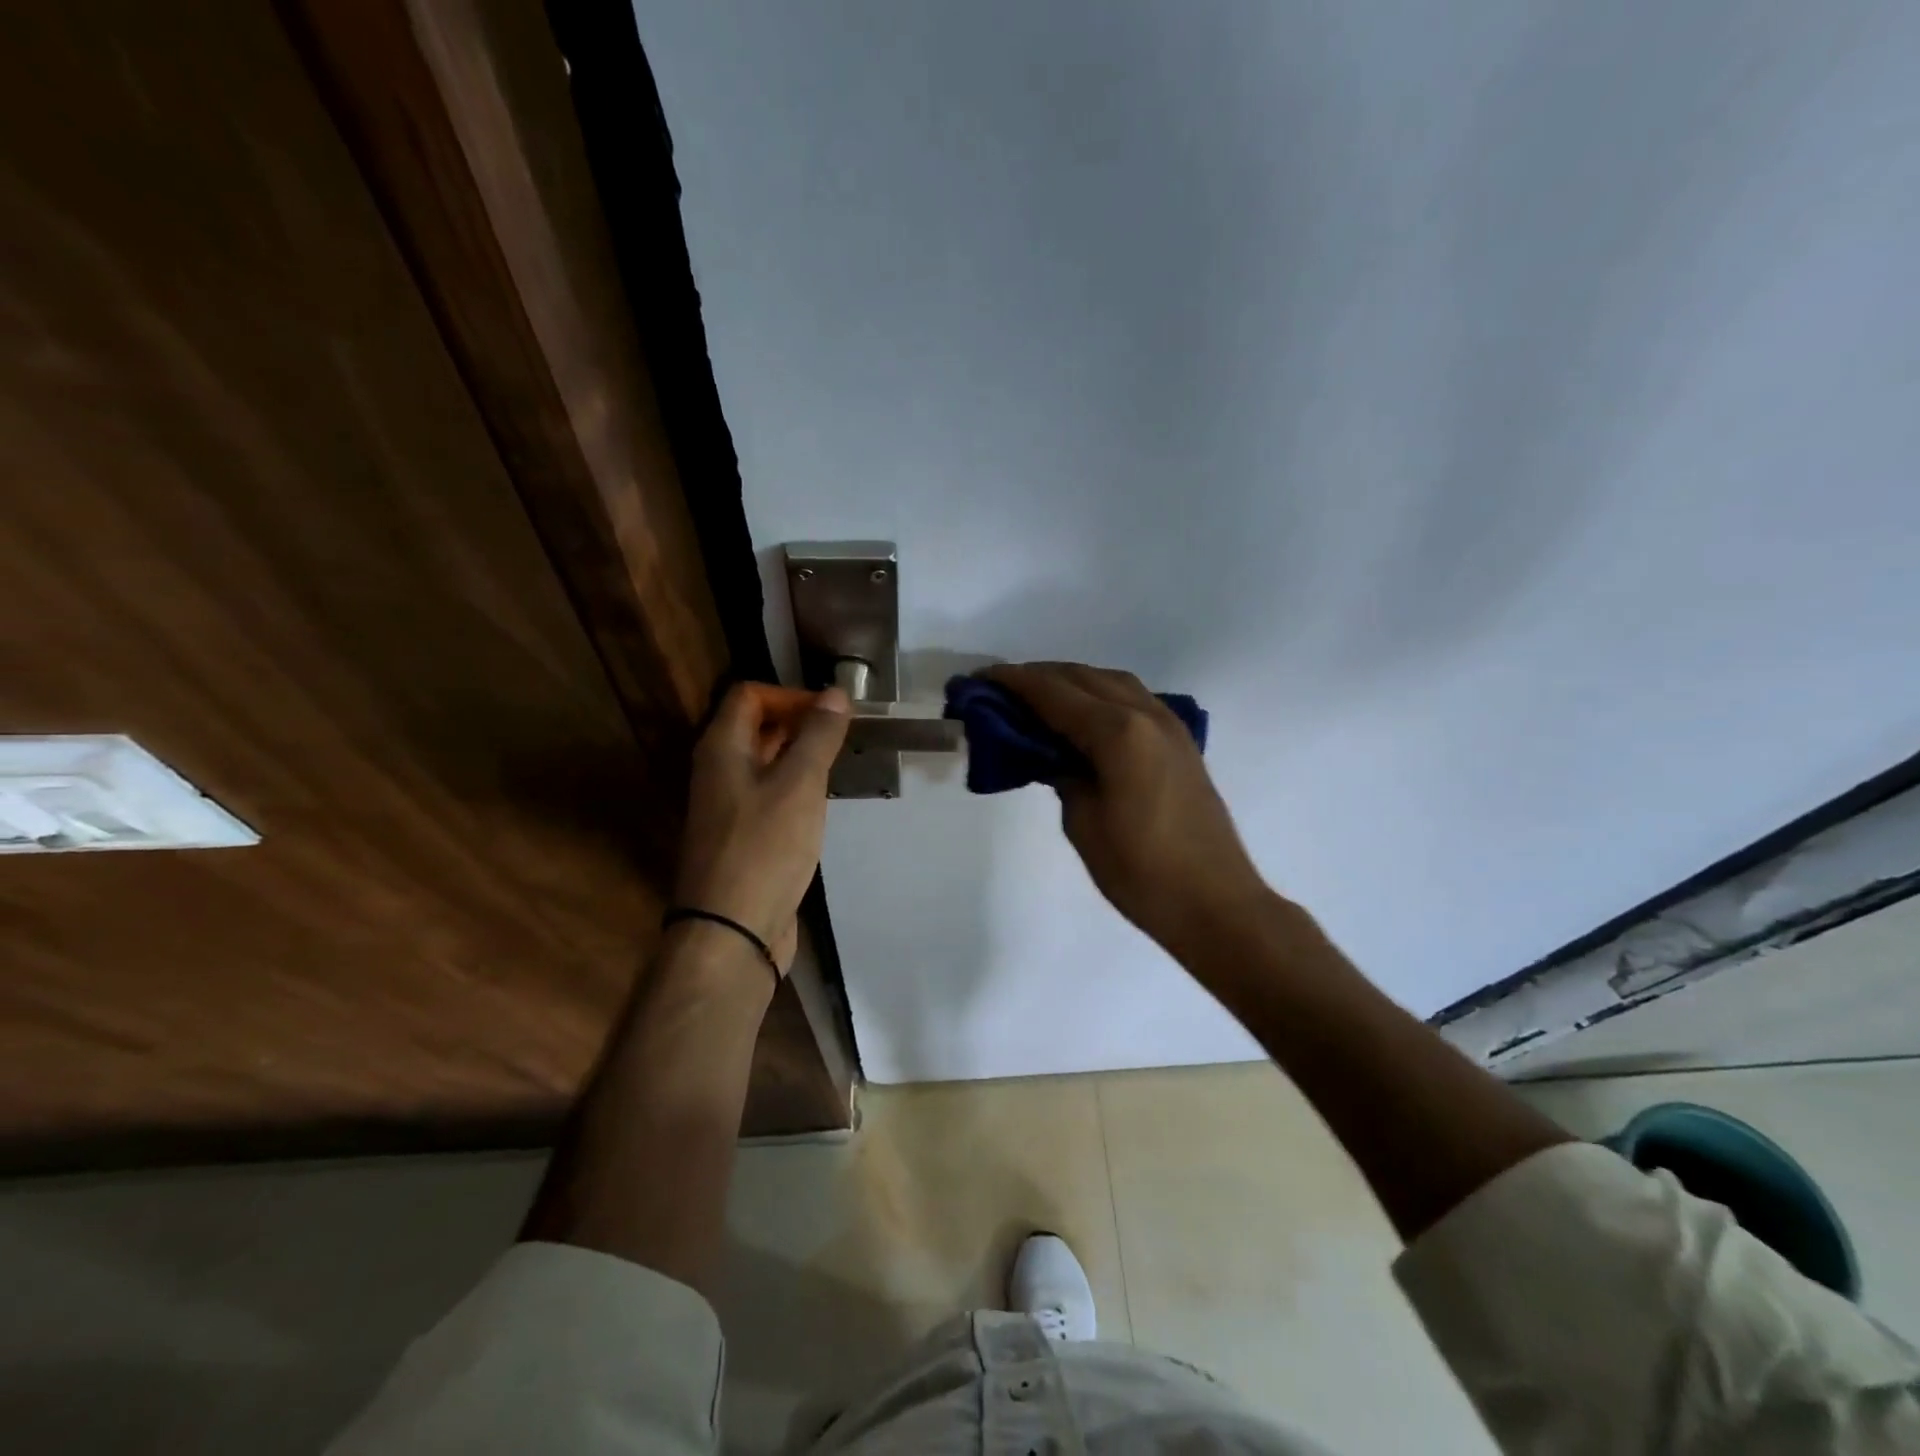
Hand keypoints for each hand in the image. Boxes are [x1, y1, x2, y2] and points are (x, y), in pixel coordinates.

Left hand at [673, 682, 849, 973]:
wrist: (731, 931)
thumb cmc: (764, 848)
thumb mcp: (799, 784)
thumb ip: (818, 736)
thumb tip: (836, 693)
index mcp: (722, 749)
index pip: (749, 695)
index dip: (791, 695)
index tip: (833, 713)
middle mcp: (718, 771)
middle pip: (756, 727)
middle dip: (800, 723)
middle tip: (843, 737)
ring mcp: (728, 807)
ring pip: (765, 764)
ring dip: (800, 757)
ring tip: (839, 766)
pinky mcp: (742, 837)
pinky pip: (769, 796)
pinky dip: (795, 789)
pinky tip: (820, 804)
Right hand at [983, 663, 1271, 957]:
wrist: (1214, 903)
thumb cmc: (1140, 870)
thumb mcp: (1083, 822)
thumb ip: (1062, 773)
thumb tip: (1049, 752)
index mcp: (1117, 732)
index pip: (1053, 693)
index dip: (1012, 682)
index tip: (979, 679)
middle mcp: (1145, 714)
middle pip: (1082, 676)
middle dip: (1038, 677)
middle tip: (1000, 690)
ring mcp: (1168, 724)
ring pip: (1111, 681)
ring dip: (1071, 681)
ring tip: (1037, 699)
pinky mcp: (1180, 742)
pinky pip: (1132, 699)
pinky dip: (1100, 696)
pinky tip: (1084, 717)